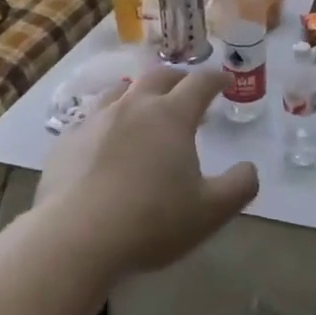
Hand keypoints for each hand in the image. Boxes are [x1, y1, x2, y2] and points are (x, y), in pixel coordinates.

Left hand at [34, 67, 258, 278]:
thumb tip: (249, 168)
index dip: (216, 79)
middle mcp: (133, 106)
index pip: (200, 83)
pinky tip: (104, 139)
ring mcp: (95, 120)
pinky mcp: (66, 140)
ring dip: (139, 92)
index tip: (225, 81)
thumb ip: (240, 186)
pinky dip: (106, 119)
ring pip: (121, 91)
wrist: (75, 238)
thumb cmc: (151, 221)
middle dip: (179, 78)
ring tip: (144, 105)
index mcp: (171, 116)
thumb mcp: (210, 211)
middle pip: (159, 76)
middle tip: (188, 88)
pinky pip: (90, 118)